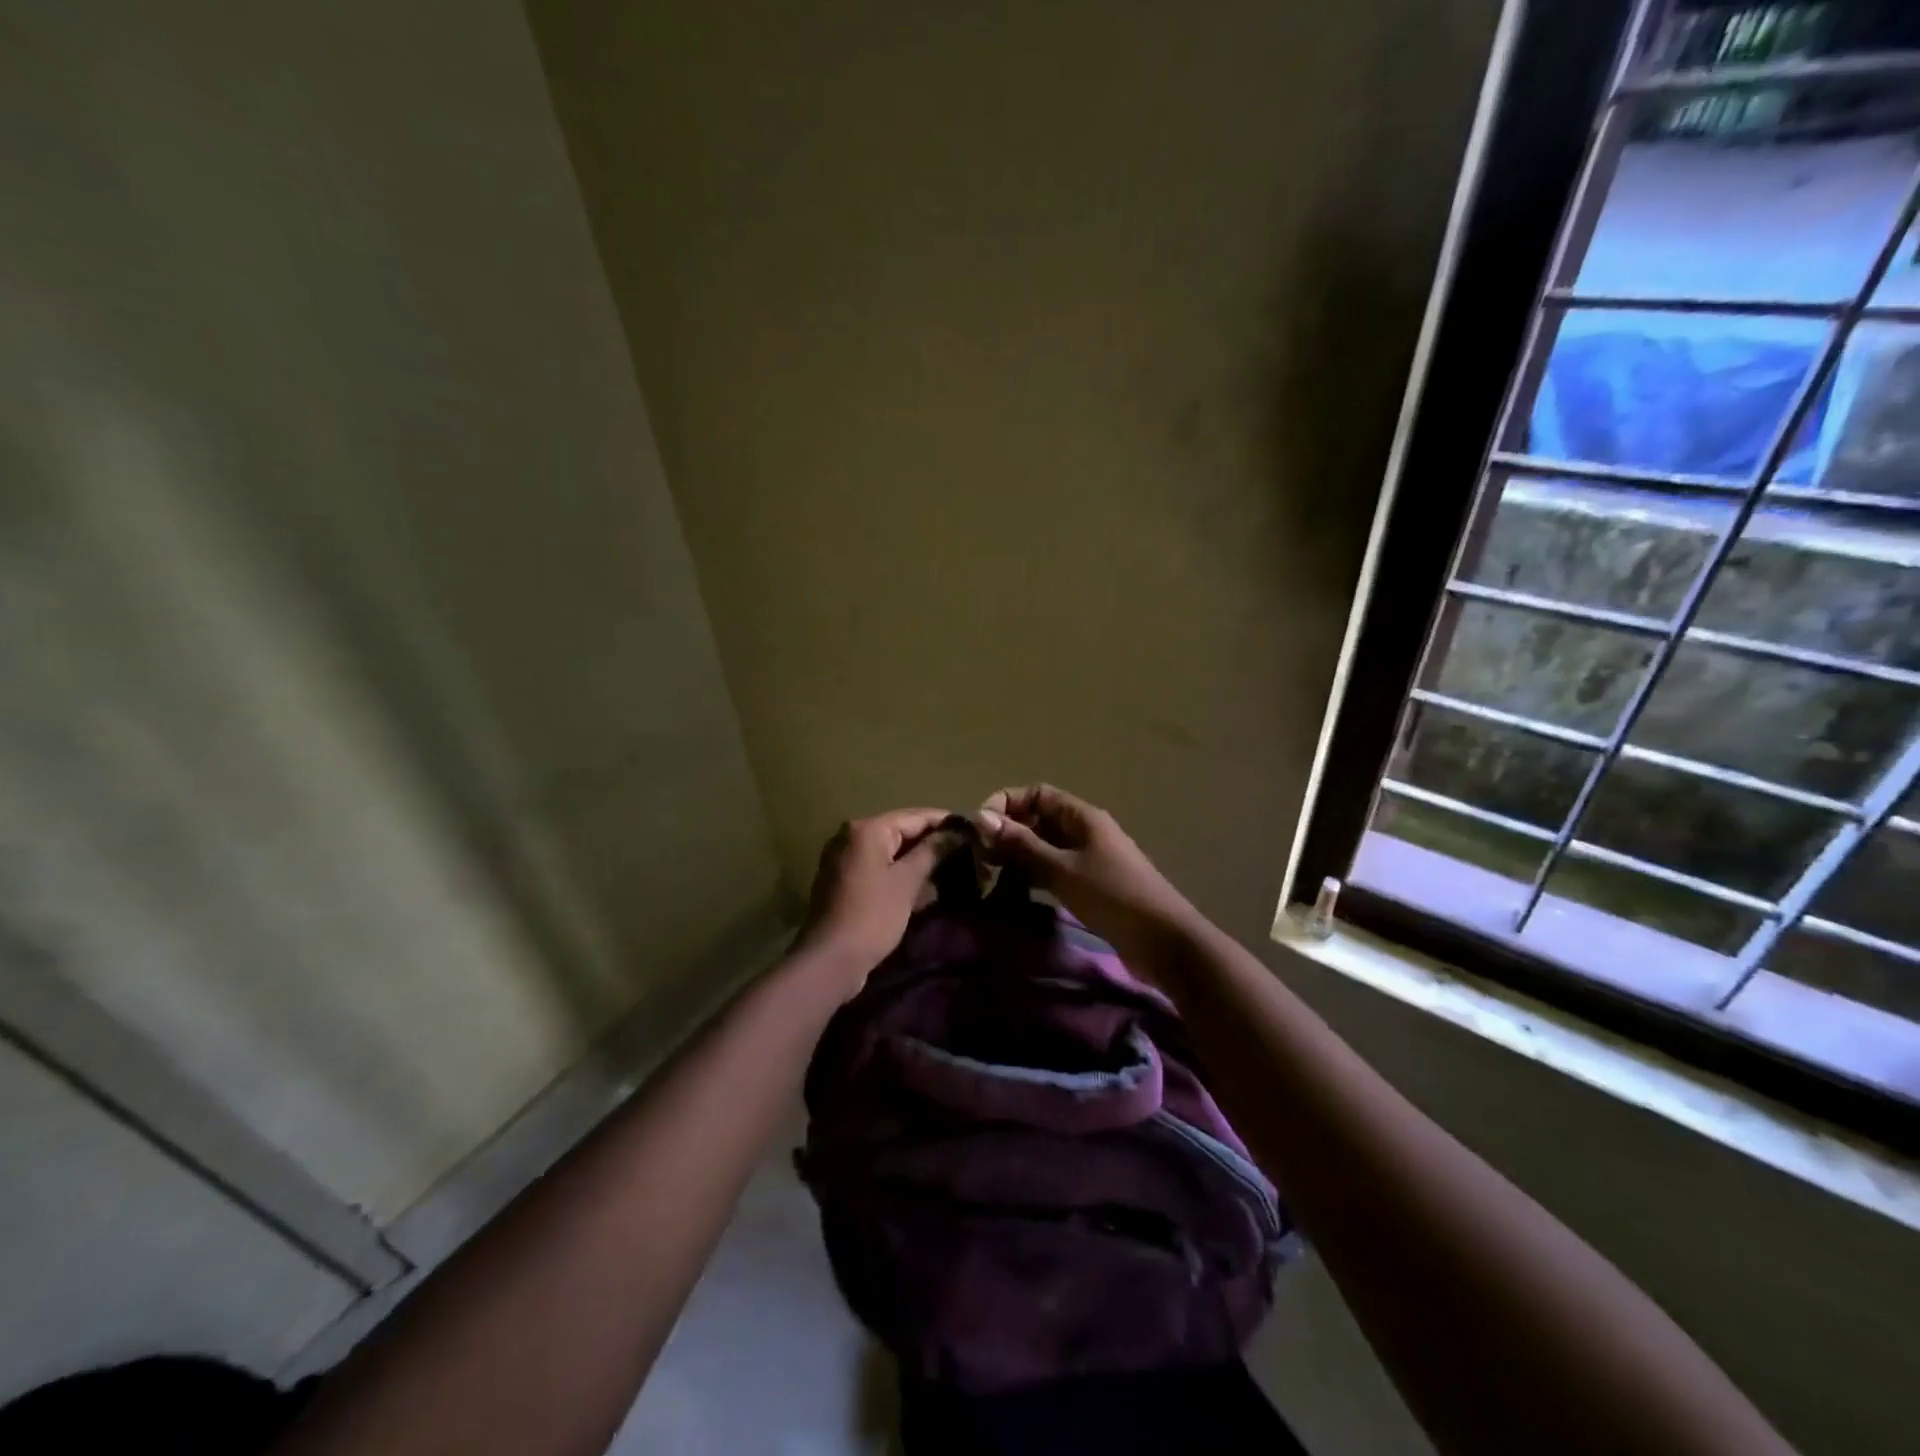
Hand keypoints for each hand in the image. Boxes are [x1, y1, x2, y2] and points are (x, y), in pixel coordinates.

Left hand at [794, 808, 963, 994]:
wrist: (830, 960)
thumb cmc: (873, 915)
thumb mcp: (907, 881)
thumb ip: (932, 851)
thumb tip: (956, 832)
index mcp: (867, 829)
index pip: (915, 816)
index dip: (946, 822)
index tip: (973, 830)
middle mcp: (851, 836)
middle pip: (901, 831)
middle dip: (932, 842)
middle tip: (966, 851)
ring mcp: (844, 859)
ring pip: (890, 851)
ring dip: (917, 859)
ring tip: (951, 868)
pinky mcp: (843, 881)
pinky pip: (878, 868)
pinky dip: (899, 873)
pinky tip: (924, 886)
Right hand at [975, 785, 1198, 957]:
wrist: (1164, 941)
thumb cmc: (1113, 896)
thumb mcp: (1062, 869)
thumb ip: (1023, 845)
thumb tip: (982, 818)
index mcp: (1082, 817)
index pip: (1037, 794)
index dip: (1007, 803)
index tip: (981, 828)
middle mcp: (1085, 831)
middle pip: (1039, 819)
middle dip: (1009, 831)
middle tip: (981, 857)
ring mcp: (1089, 859)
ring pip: (1045, 847)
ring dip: (1018, 856)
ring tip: (990, 875)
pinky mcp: (1090, 886)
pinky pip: (1054, 870)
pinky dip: (1033, 875)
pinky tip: (1015, 891)